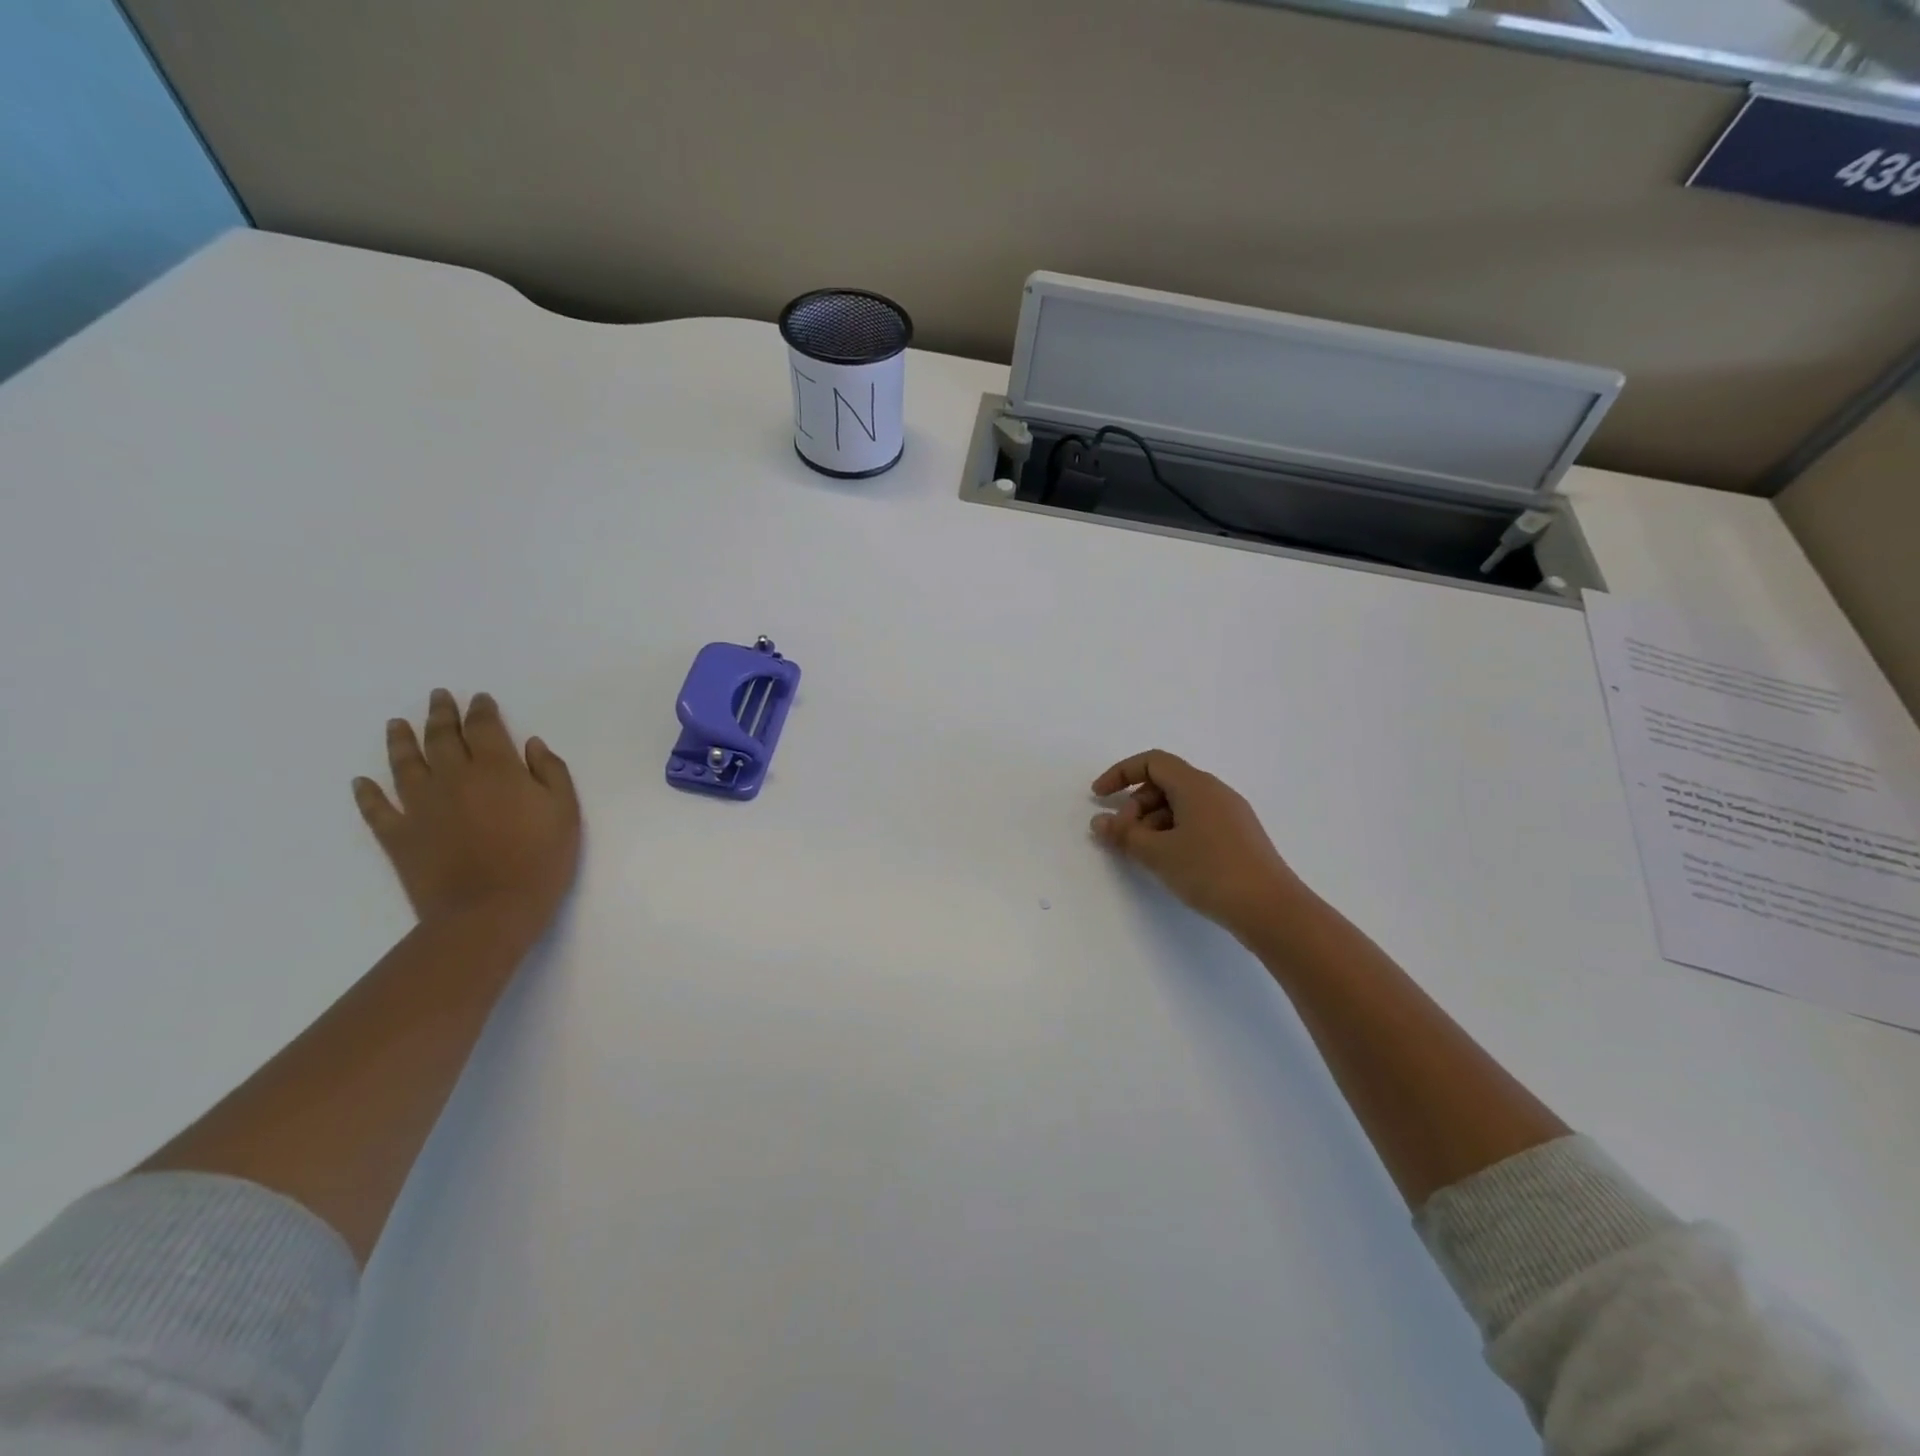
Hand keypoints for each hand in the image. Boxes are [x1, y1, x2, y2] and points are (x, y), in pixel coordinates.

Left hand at [353, 690, 581, 938]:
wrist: (489, 910)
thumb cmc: (540, 859)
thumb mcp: (565, 812)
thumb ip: (551, 772)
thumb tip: (532, 744)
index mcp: (497, 769)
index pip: (485, 728)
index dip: (481, 710)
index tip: (479, 698)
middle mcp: (453, 778)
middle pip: (442, 738)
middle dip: (441, 714)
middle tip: (438, 697)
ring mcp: (420, 806)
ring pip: (405, 764)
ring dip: (401, 740)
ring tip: (397, 723)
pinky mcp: (398, 835)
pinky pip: (376, 808)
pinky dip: (366, 793)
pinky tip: (361, 782)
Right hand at [1090, 751, 1310, 941]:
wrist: (1271, 909)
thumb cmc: (1210, 871)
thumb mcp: (1158, 853)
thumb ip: (1124, 835)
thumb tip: (1100, 822)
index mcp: (1196, 785)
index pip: (1152, 762)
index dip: (1120, 774)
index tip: (1098, 797)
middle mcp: (1215, 791)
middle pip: (1164, 783)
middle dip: (1135, 806)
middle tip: (1123, 837)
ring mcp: (1230, 814)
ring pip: (1180, 805)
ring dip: (1153, 823)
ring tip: (1144, 855)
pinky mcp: (1238, 837)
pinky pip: (1196, 822)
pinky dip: (1173, 833)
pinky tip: (1170, 862)